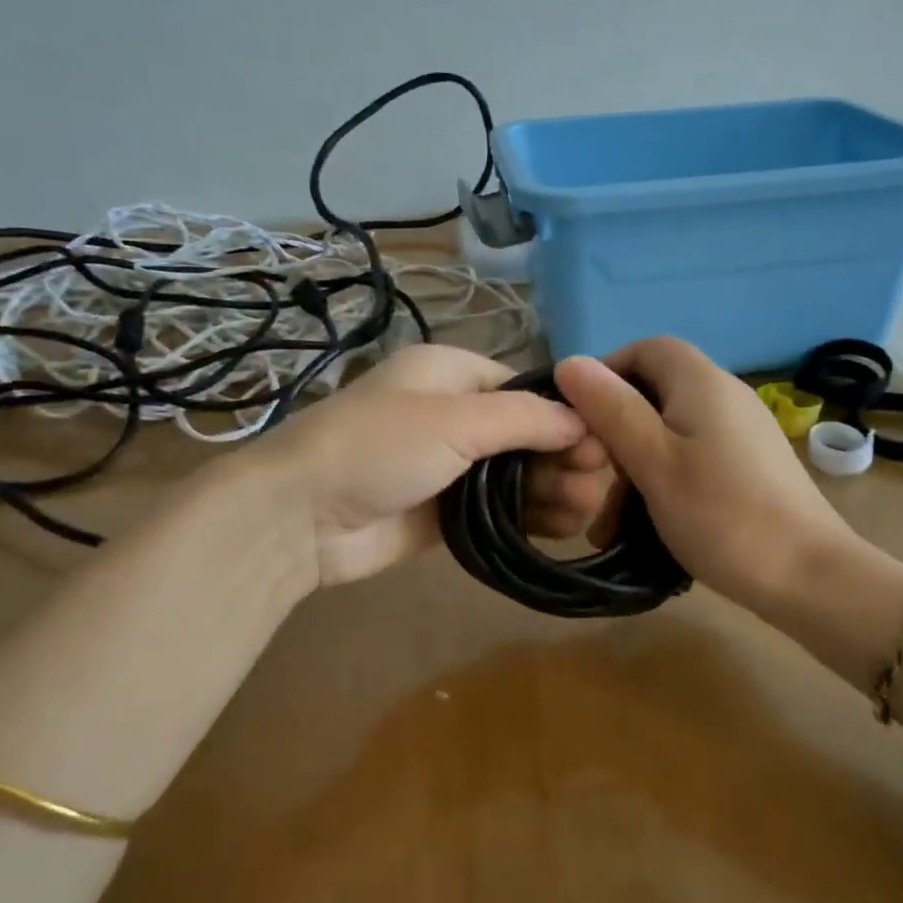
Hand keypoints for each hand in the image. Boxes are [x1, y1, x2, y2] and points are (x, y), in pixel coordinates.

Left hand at [260, 343, 611, 587]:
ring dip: (552, 487)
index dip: (565, 414)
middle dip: (563, 455)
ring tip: (585, 509)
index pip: (525, 388)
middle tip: (597, 484)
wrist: (299, 517)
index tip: (603, 443)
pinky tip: (563, 527)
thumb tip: (582, 420)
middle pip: (526, 433)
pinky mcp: (446, 511)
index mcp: (452, 374)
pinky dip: (530, 517)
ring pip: (517, 473)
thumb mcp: (453, 419)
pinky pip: (500, 509)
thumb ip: (523, 418)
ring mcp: (450, 466)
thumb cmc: (378, 447)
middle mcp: (454, 415)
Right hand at [554, 337, 864, 617]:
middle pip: (656, 392)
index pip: (645, 349)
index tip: (579, 419)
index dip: (607, 374)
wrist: (808, 576)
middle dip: (616, 431)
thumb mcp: (653, 461)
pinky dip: (664, 480)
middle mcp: (725, 395)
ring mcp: (742, 432)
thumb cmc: (721, 514)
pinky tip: (649, 524)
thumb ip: (612, 410)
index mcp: (701, 382)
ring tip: (610, 521)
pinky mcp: (750, 465)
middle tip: (591, 479)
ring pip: (671, 431)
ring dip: (635, 467)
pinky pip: (693, 456)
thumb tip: (569, 362)